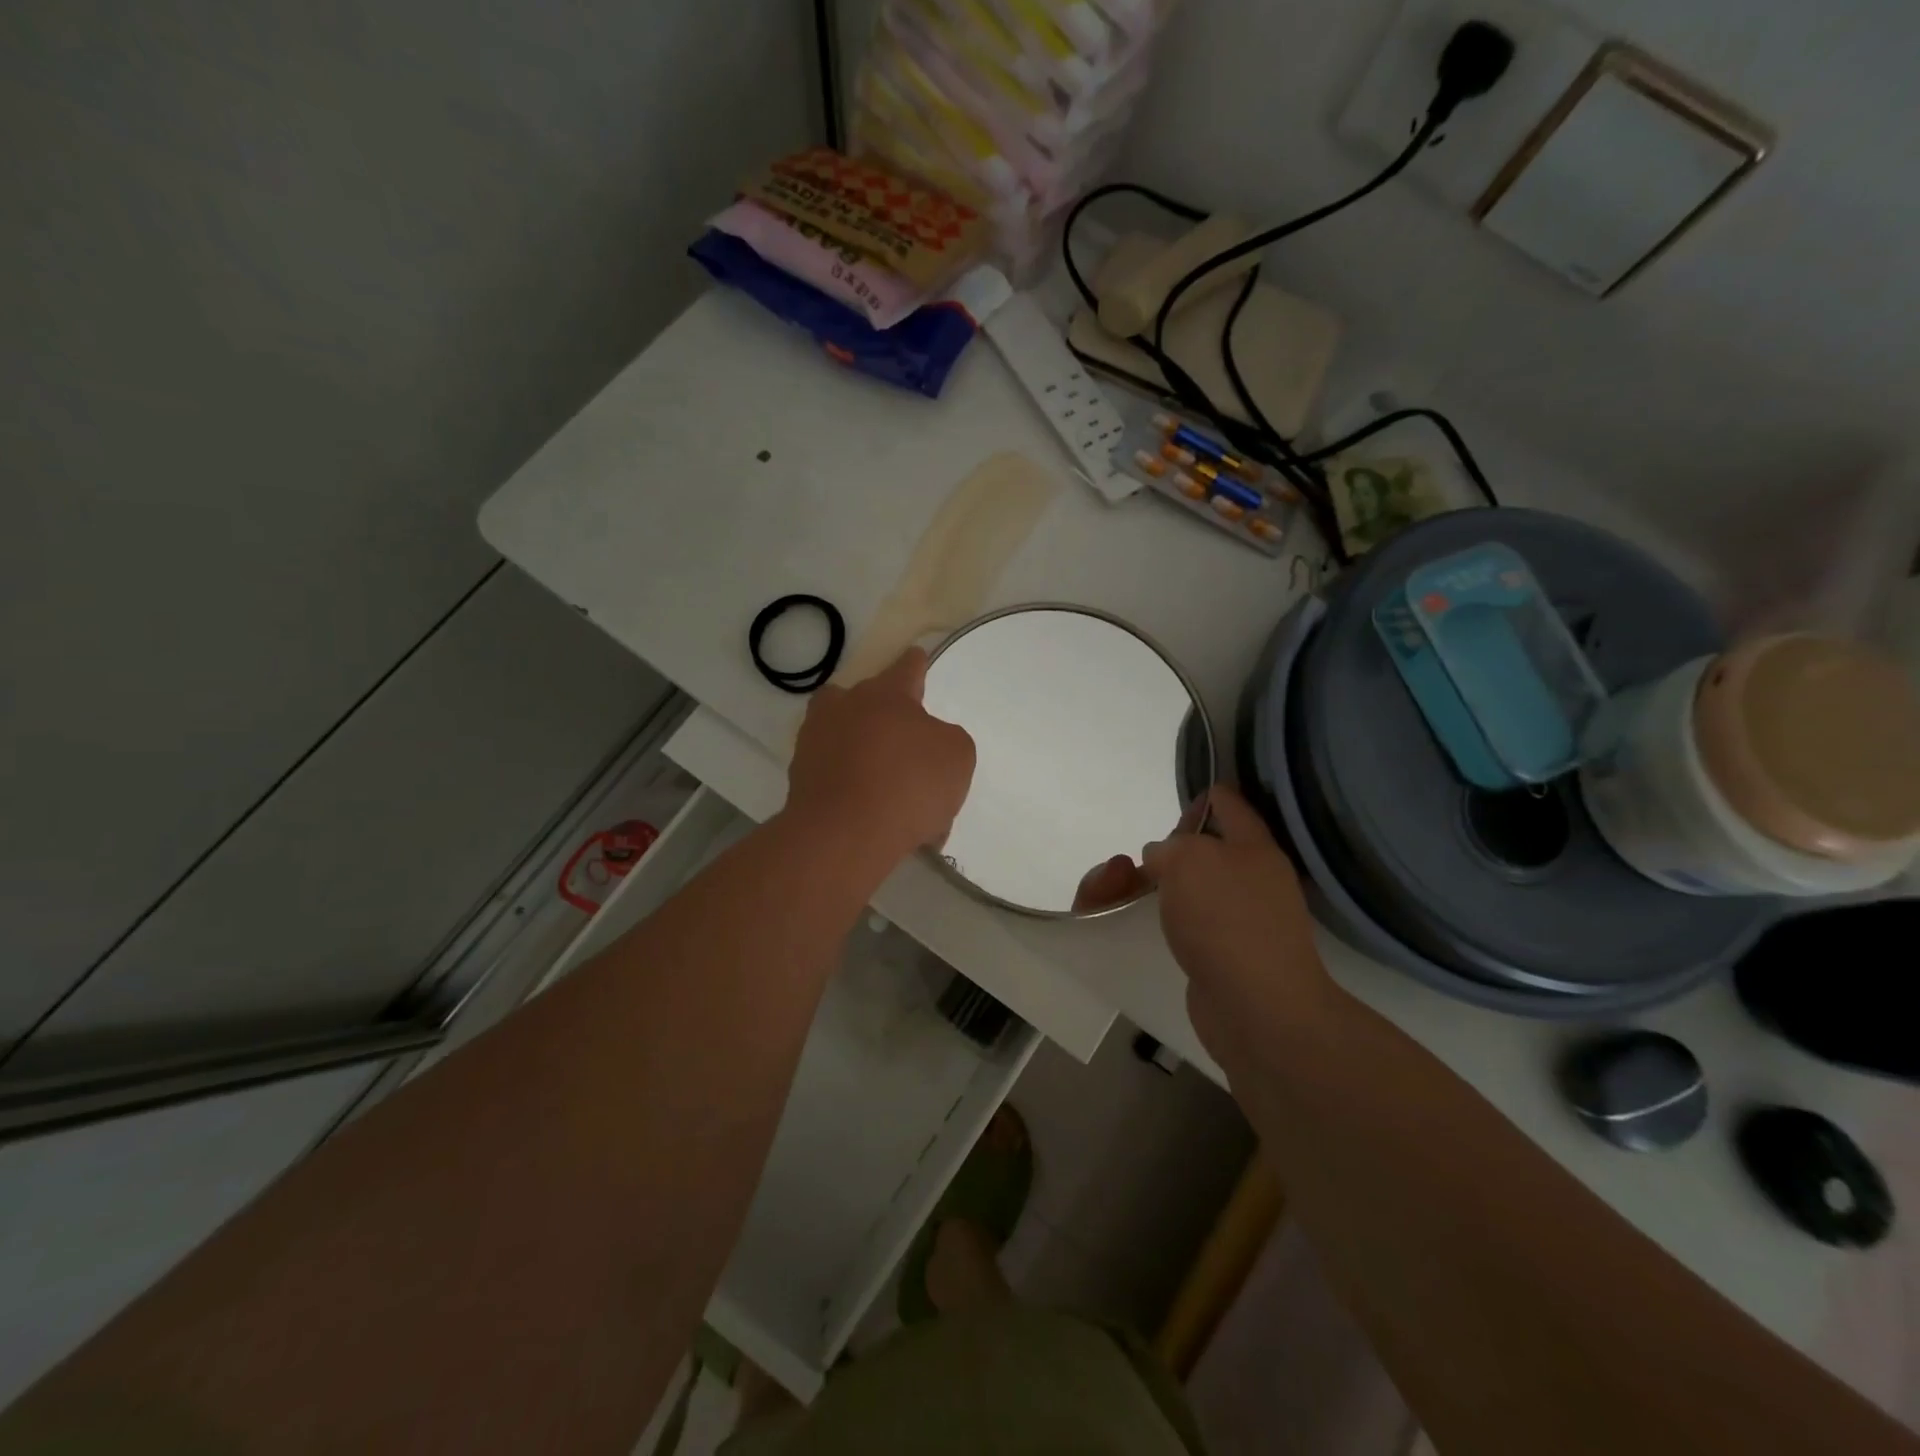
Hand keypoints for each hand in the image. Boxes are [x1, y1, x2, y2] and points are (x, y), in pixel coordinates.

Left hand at [785, 647, 976, 868]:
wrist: (843, 835)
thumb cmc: (908, 784)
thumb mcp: (957, 756)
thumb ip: (947, 739)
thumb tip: (926, 742)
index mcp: (886, 693)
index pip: (907, 666)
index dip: (917, 665)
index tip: (917, 659)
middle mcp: (845, 707)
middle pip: (868, 701)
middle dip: (888, 718)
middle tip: (910, 750)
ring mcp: (815, 742)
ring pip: (849, 740)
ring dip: (868, 755)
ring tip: (894, 794)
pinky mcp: (800, 779)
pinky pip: (837, 777)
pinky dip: (854, 791)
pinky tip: (878, 822)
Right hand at [1140, 786, 1339, 1068]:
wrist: (1258, 1010)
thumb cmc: (1227, 921)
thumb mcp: (1189, 859)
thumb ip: (1169, 847)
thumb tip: (1161, 859)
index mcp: (1253, 847)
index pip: (1227, 803)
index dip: (1198, 798)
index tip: (1167, 812)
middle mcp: (1248, 880)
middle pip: (1196, 850)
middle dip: (1157, 853)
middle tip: (1127, 867)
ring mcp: (1234, 921)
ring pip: (1180, 890)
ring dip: (1141, 888)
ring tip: (1109, 897)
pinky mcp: (1216, 956)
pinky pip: (1178, 926)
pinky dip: (1153, 922)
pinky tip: (1130, 925)